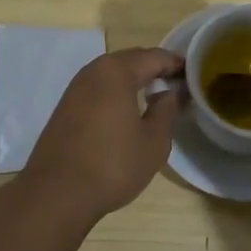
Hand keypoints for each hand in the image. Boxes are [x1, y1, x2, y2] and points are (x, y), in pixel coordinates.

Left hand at [17, 48, 183, 223]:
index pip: (155, 57)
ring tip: (156, 96)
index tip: (194, 75)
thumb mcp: (154, 141)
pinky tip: (127, 111)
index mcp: (117, 71)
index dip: (177, 64)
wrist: (56, 194)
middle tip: (177, 84)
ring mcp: (75, 88)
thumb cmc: (113, 165)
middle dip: (155, 68)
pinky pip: (99, 88)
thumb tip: (170, 92)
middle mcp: (93, 71)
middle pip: (132, 60)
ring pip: (113, 74)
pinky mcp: (65, 107)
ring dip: (135, 80)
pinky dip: (117, 92)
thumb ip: (167, 110)